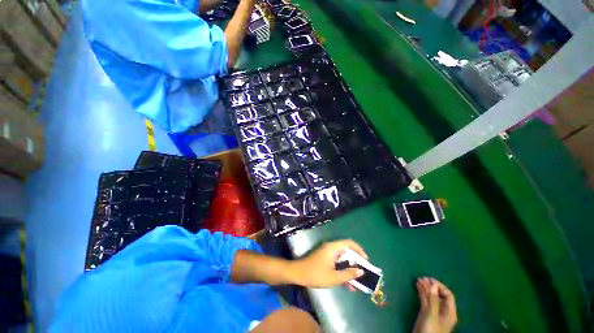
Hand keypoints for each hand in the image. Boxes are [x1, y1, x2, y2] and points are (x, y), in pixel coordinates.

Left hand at [290, 239, 367, 288]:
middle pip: (347, 251)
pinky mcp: (325, 257)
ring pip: (342, 258)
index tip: (366, 261)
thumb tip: (361, 271)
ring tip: (355, 283)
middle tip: (362, 274)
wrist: (298, 273)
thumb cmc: (316, 274)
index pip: (349, 243)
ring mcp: (328, 252)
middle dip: (355, 263)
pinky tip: (346, 283)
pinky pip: (337, 262)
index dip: (359, 250)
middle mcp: (331, 247)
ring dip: (349, 269)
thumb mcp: (334, 277)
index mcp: (333, 248)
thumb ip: (348, 274)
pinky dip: (342, 270)